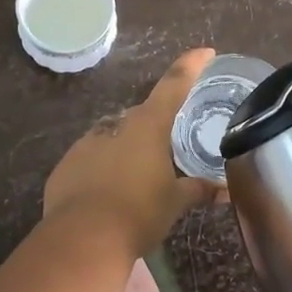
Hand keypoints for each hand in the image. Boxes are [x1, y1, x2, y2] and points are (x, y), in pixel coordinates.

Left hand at [43, 49, 220, 254]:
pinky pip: (89, 160)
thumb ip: (199, 191)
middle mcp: (115, 126)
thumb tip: (226, 191)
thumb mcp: (175, 202)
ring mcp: (85, 145)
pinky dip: (101, 169)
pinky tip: (108, 192)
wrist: (83, 238)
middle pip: (140, 116)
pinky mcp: (65, 167)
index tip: (204, 52)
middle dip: (155, 126)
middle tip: (169, 145)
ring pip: (112, 137)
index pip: (173, 86)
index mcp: (147, 127)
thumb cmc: (138, 213)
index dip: (190, 66)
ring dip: (125, 149)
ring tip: (138, 175)